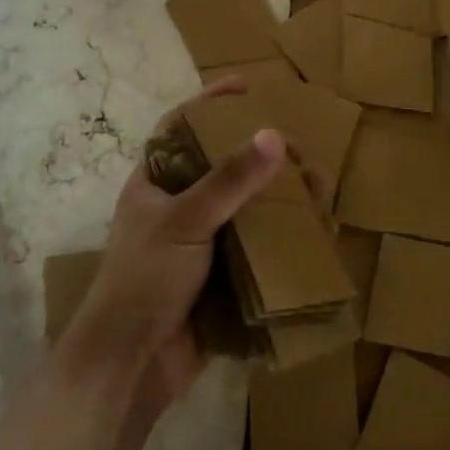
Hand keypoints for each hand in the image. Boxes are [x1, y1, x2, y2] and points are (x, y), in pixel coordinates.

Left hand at [71, 81, 284, 408]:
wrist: (132, 364)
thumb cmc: (145, 278)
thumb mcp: (185, 219)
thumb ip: (229, 179)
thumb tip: (274, 135)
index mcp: (155, 182)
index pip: (181, 126)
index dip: (211, 102)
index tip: (246, 85)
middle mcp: (177, 206)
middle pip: (221, 165)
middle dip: (260, 153)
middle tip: (298, 146)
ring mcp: (199, 243)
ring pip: (244, 207)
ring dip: (278, 196)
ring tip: (316, 186)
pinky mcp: (220, 276)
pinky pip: (256, 246)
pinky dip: (281, 237)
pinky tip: (311, 230)